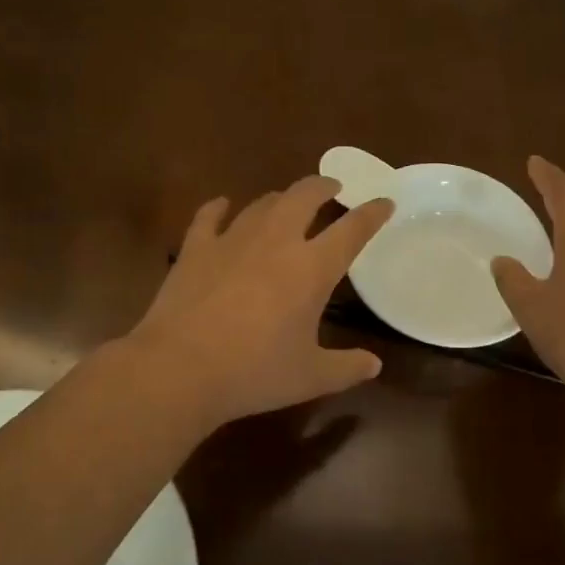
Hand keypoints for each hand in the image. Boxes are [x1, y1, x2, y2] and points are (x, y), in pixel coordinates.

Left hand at [126, 177, 393, 425]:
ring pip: (262, 203)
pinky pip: (209, 216)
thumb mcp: (310, 377)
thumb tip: (374, 365)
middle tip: (332, 187)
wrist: (180, 368)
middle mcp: (276, 241)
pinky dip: (219, 208)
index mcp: (311, 268)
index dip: (372, 214)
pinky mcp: (195, 248)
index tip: (384, 202)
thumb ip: (346, 368)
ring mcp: (232, 239)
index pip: (352, 230)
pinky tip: (222, 205)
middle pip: (304, 196)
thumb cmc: (254, 373)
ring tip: (286, 201)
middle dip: (323, 186)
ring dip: (280, 198)